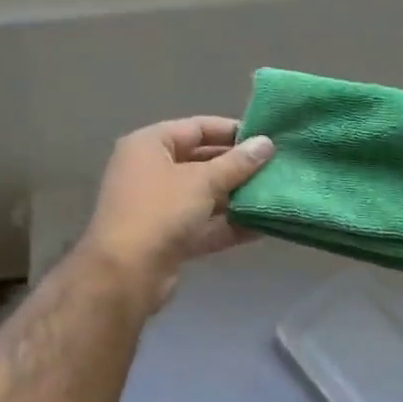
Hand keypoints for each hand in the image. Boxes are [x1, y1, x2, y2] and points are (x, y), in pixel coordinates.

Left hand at [80, 117, 274, 309]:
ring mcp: (159, 207)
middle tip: (276, 168)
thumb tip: (266, 143)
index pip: (197, 128)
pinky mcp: (169, 237)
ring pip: (205, 196)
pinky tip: (263, 226)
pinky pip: (204, 224)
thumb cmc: (160, 211)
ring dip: (237, 197)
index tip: (267, 138)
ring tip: (275, 194)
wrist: (126, 273)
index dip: (232, 131)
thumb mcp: (203, 181)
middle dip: (238, 167)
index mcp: (149, 145)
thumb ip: (238, 163)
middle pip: (202, 162)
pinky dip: (229, 225)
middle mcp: (151, 171)